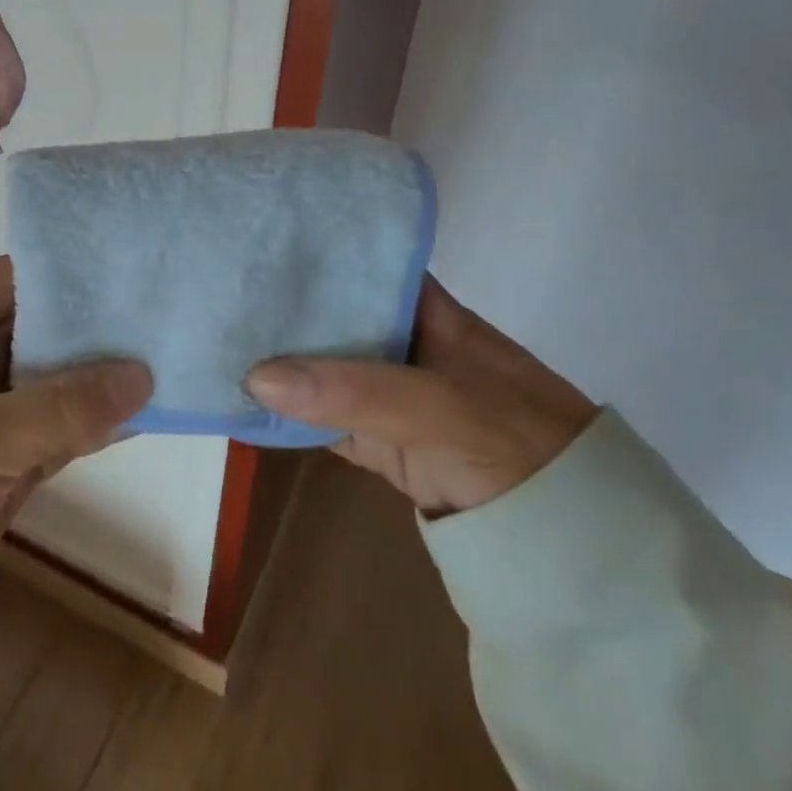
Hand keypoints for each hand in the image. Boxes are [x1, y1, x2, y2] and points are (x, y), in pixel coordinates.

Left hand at [0, 257, 150, 648]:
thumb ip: (61, 408)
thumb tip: (141, 375)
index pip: (15, 279)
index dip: (64, 266)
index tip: (127, 265)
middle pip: (46, 328)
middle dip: (98, 321)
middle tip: (168, 310)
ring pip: (61, 383)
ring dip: (105, 377)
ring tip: (173, 354)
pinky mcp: (13, 464)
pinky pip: (65, 432)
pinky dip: (100, 425)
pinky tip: (149, 416)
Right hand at [246, 276, 597, 515]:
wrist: (574, 544)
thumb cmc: (512, 445)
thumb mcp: (436, 407)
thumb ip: (351, 391)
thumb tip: (255, 375)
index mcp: (426, 312)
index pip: (363, 266)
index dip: (315, 254)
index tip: (257, 246)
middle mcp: (402, 344)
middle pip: (334, 317)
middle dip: (284, 307)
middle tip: (221, 291)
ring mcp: (389, 395)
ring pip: (323, 369)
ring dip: (279, 361)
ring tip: (217, 335)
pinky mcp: (379, 442)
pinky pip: (323, 419)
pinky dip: (288, 413)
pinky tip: (243, 399)